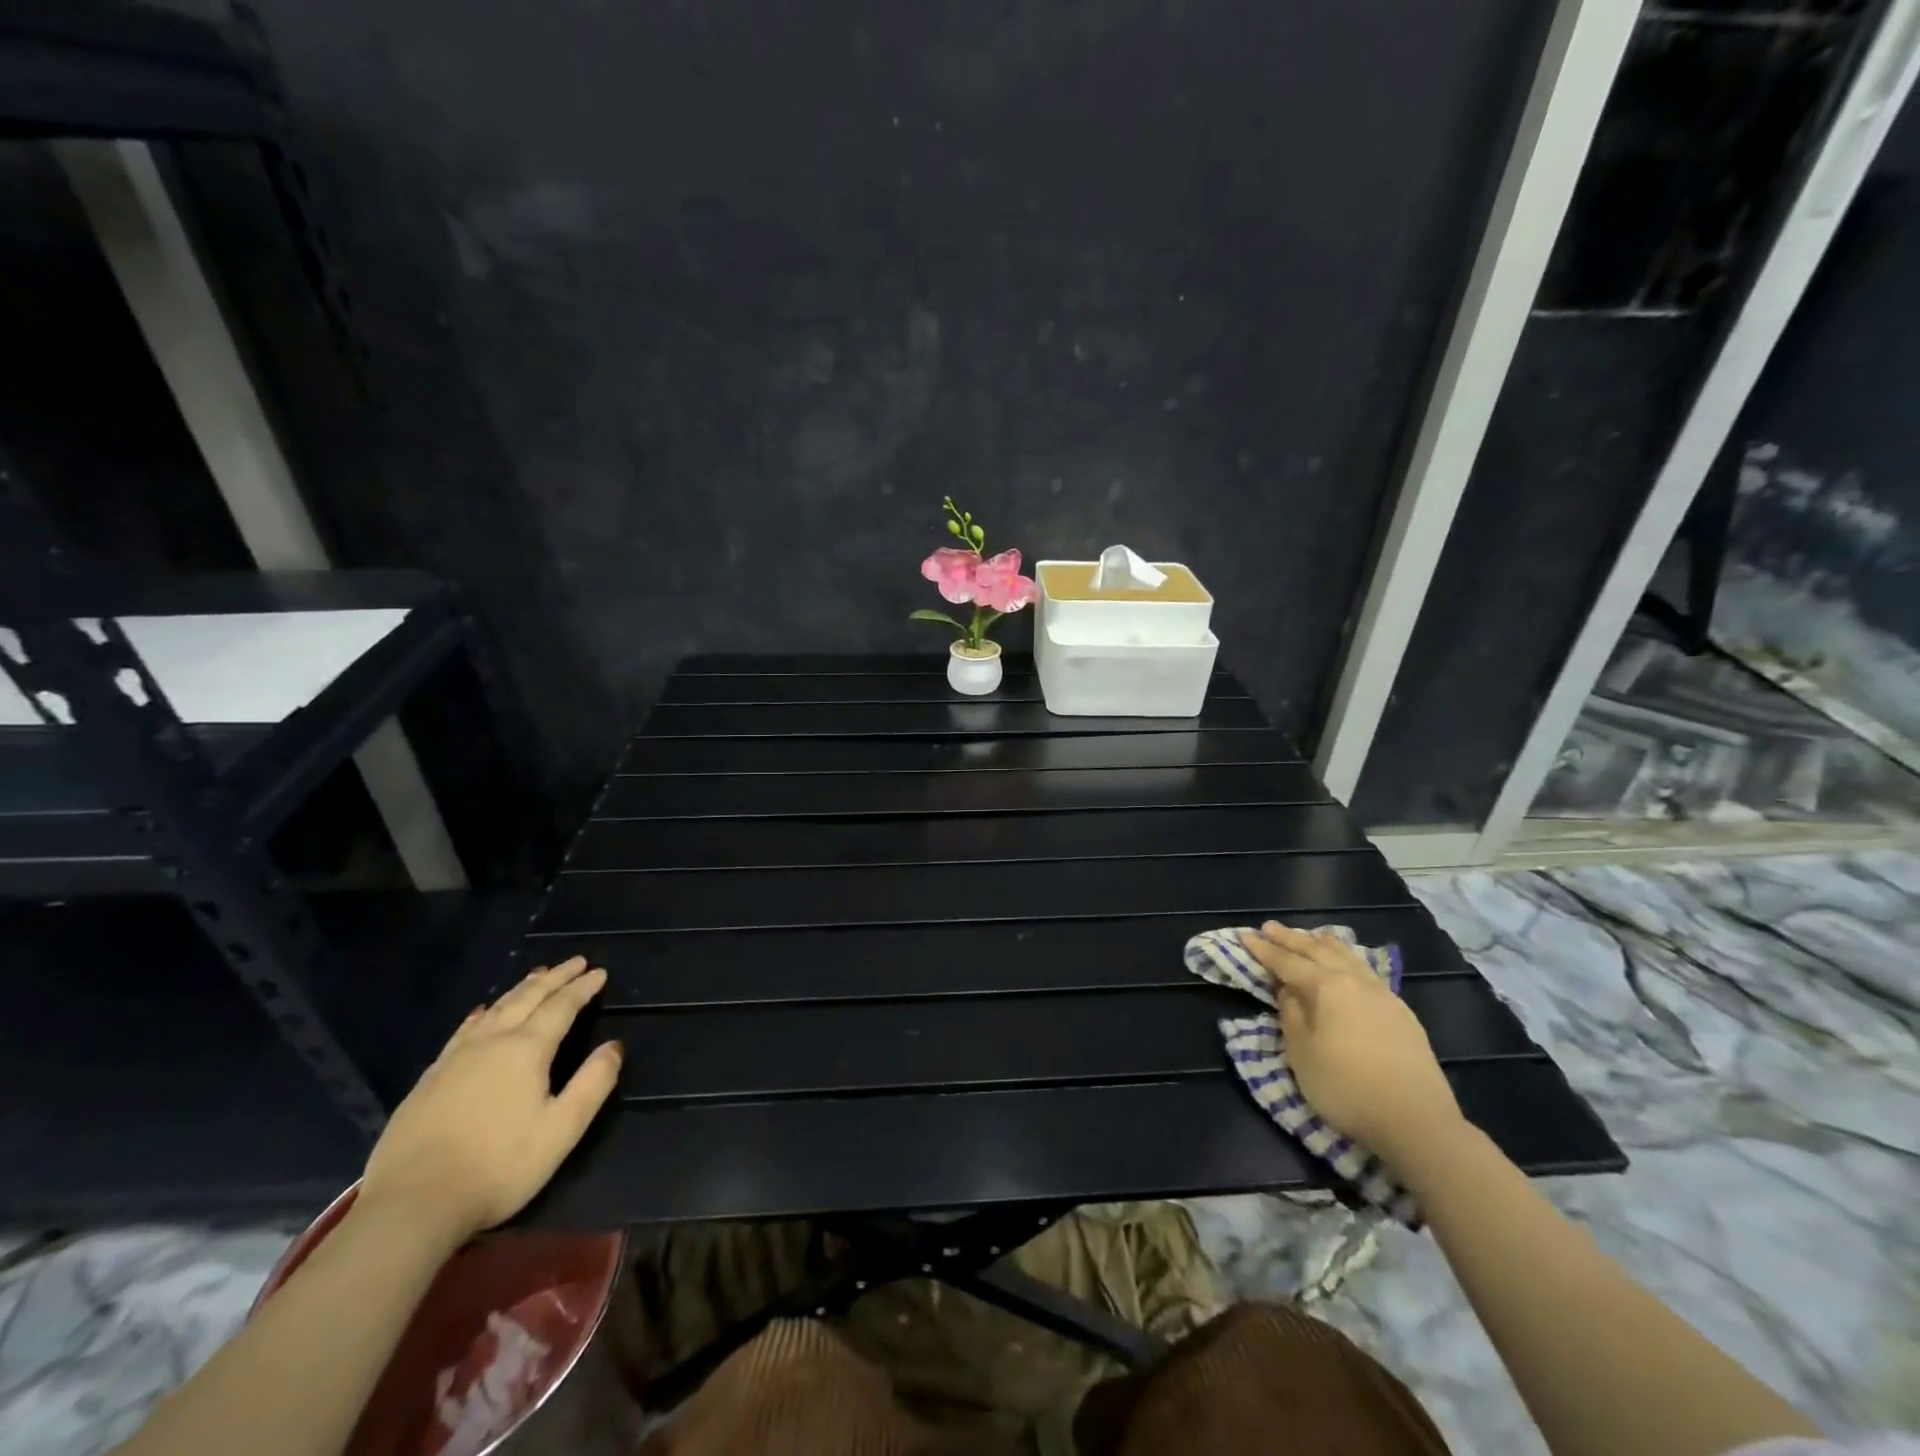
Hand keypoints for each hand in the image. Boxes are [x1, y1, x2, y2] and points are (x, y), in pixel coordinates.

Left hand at [358, 957, 622, 1243]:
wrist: (412, 1206)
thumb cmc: (499, 1167)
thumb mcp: (562, 1129)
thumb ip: (593, 1083)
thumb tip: (614, 1046)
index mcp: (526, 1050)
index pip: (561, 1007)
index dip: (582, 988)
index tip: (599, 972)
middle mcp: (491, 1043)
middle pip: (527, 998)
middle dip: (554, 977)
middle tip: (575, 962)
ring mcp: (454, 1060)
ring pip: (495, 1009)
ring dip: (521, 989)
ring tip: (537, 975)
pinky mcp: (428, 1080)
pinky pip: (463, 1031)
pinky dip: (481, 1013)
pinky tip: (482, 1012)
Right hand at [1238, 922, 1463, 1167]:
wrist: (1417, 1121)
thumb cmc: (1346, 1087)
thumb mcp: (1302, 1053)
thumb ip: (1291, 1015)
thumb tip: (1289, 991)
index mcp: (1327, 987)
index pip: (1286, 962)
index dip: (1264, 949)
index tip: (1244, 935)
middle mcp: (1355, 981)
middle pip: (1317, 951)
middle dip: (1290, 939)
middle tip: (1269, 927)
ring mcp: (1382, 995)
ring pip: (1347, 957)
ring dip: (1322, 944)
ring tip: (1310, 935)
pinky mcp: (1401, 1012)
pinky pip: (1365, 970)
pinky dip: (1347, 959)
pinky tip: (1348, 964)